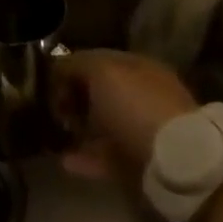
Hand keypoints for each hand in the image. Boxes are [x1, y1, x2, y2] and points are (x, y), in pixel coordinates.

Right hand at [53, 49, 198, 184]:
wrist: (175, 161)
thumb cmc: (136, 106)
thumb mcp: (102, 72)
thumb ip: (77, 64)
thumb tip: (59, 67)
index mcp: (137, 66)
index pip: (98, 59)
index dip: (71, 68)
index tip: (48, 83)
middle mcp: (142, 93)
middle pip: (101, 92)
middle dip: (75, 98)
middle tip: (51, 110)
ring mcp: (143, 129)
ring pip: (104, 124)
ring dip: (80, 128)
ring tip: (56, 134)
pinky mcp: (141, 162)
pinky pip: (107, 156)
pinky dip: (86, 157)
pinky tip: (65, 160)